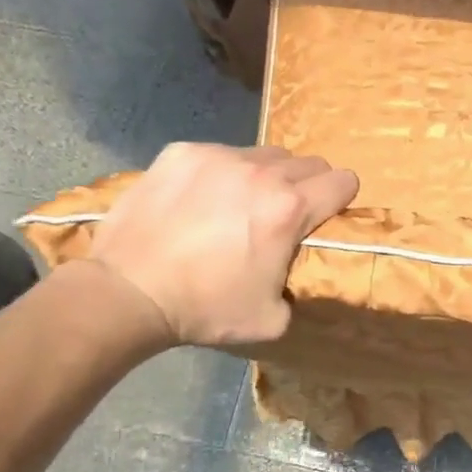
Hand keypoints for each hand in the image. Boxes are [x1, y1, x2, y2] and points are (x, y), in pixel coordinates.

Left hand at [84, 143, 358, 347]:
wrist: (128, 292)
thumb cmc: (204, 309)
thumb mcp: (271, 320)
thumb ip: (296, 287)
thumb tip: (291, 272)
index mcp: (290, 209)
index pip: (344, 181)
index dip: (341, 199)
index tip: (326, 214)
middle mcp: (262, 172)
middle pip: (308, 162)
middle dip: (306, 186)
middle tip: (281, 214)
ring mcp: (219, 156)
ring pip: (264, 154)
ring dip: (265, 175)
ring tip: (237, 204)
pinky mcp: (183, 152)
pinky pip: (219, 153)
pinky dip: (219, 172)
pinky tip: (197, 200)